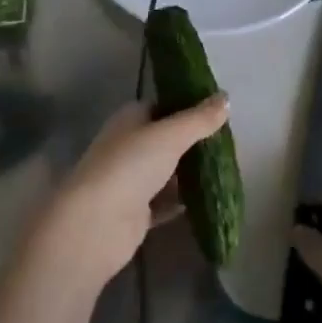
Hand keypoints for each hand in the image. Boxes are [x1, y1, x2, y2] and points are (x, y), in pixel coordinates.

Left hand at [30, 95, 228, 289]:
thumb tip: (226, 97)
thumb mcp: (170, 136)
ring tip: (224, 170)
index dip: (187, 106)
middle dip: (192, 142)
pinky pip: (163, 202)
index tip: (217, 112)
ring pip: (165, 171)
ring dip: (188, 172)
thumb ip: (199, 119)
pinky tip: (206, 200)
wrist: (95, 224)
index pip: (161, 105)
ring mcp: (129, 180)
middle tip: (226, 144)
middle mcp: (127, 145)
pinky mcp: (134, 212)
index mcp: (129, 119)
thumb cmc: (130, 166)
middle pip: (164, 139)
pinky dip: (180, 201)